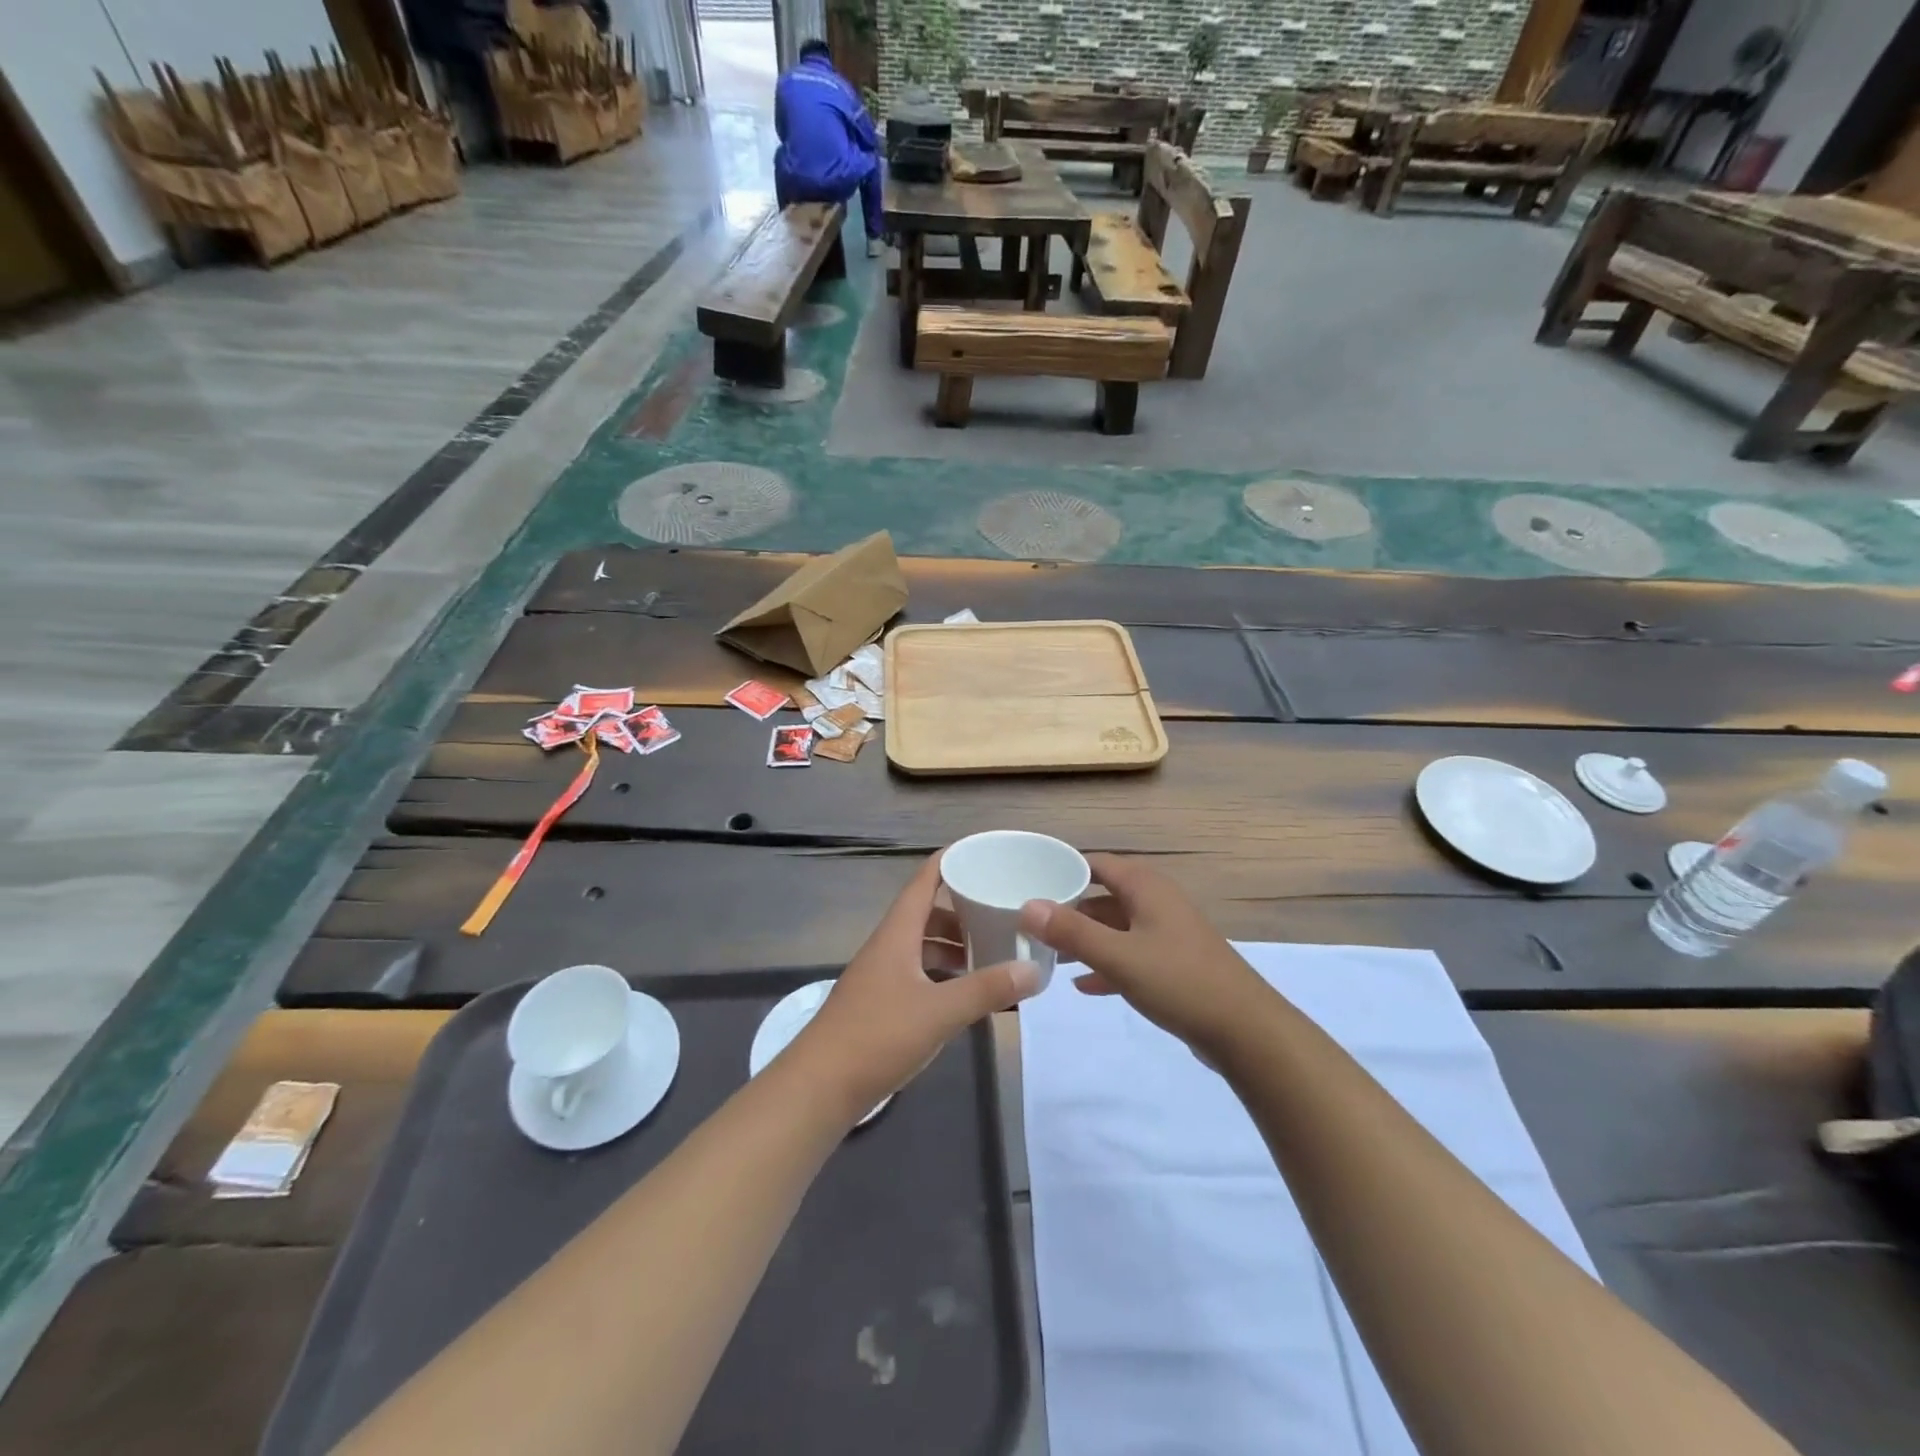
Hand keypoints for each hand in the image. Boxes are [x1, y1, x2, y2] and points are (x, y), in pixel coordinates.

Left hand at [794, 856, 1040, 1122]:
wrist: (819, 1087)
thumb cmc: (877, 1036)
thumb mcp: (939, 1012)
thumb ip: (987, 990)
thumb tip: (1034, 970)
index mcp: (897, 934)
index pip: (923, 881)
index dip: (949, 861)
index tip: (981, 850)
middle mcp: (887, 947)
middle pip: (925, 913)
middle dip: (961, 910)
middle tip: (999, 912)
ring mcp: (880, 976)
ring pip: (921, 946)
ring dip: (952, 945)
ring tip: (989, 953)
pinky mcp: (879, 1004)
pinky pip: (917, 974)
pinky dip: (942, 974)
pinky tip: (963, 993)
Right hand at [1017, 854, 1268, 1054]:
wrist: (1246, 1030)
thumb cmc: (1179, 982)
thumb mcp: (1118, 956)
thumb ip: (1071, 931)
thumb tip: (1027, 905)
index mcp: (1146, 887)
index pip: (1097, 863)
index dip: (1063, 870)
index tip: (1029, 882)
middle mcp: (1157, 902)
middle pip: (1104, 896)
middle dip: (1070, 909)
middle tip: (1033, 924)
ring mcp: (1168, 933)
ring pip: (1117, 927)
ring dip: (1086, 938)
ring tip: (1050, 956)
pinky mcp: (1175, 964)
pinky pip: (1131, 954)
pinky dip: (1107, 963)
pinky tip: (1084, 985)